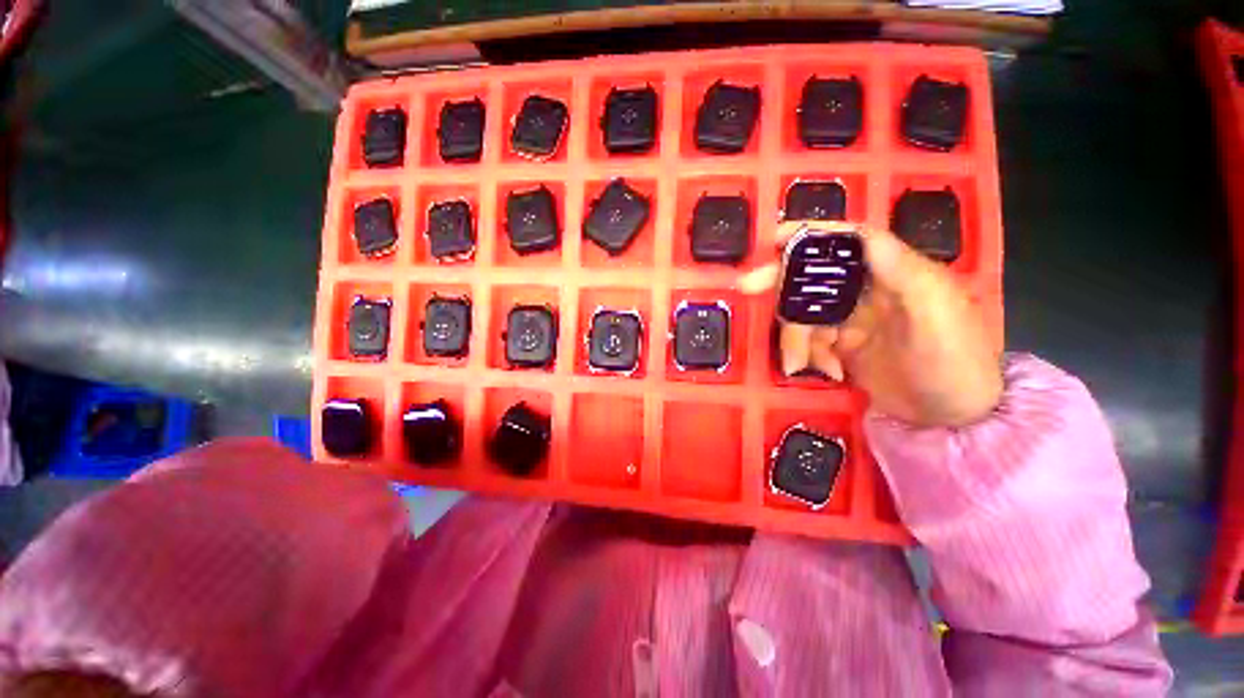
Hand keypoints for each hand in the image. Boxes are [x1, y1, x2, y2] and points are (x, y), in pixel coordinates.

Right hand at [751, 222, 1002, 427]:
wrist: (954, 419)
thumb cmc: (956, 362)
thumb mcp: (938, 315)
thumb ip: (903, 273)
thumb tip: (862, 234)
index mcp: (894, 273)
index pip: (849, 241)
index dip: (812, 234)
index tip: (775, 238)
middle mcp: (868, 291)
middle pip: (815, 276)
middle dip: (782, 282)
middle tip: (748, 287)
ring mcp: (851, 320)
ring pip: (804, 314)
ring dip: (794, 338)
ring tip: (799, 364)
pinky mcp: (841, 346)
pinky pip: (808, 342)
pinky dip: (808, 356)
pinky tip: (830, 373)